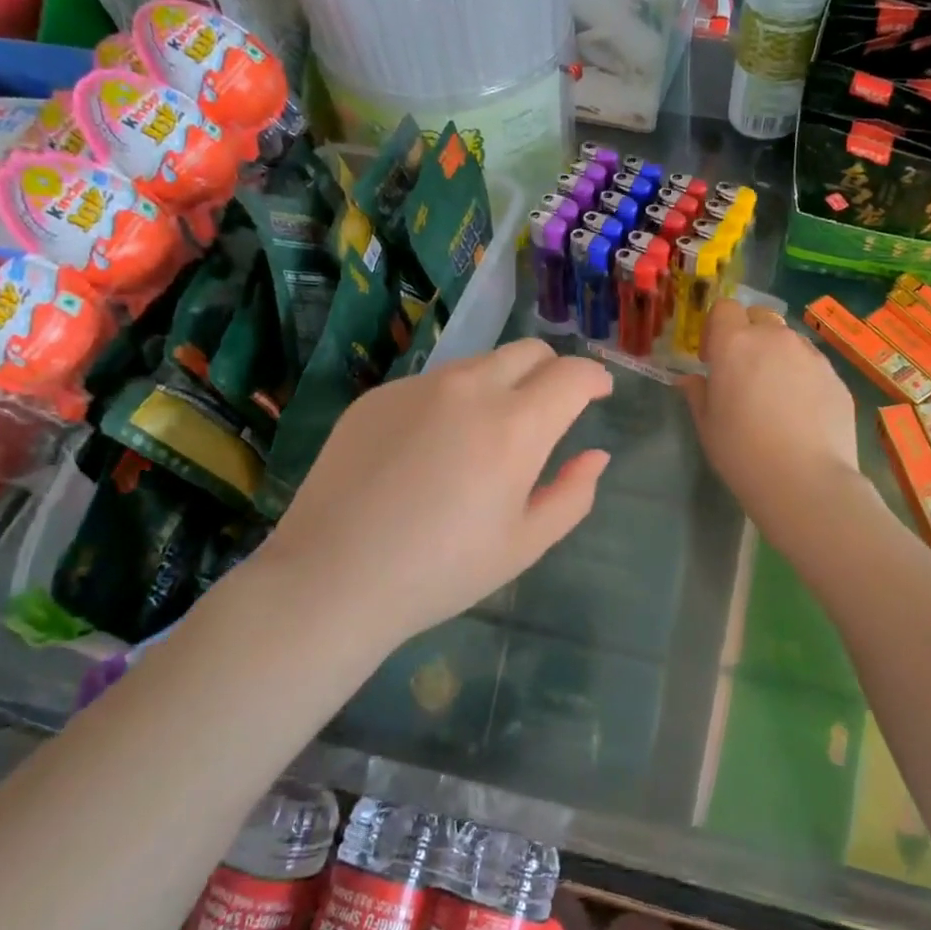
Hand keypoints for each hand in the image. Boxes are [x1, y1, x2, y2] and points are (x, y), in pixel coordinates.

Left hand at [249, 340, 612, 649]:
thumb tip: (596, 455)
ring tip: (486, 437)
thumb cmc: (440, 572)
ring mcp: (418, 387)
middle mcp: (469, 389)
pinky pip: (433, 384)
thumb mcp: (524, 544)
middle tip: (550, 409)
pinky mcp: (378, 396)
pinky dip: (452, 402)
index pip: (571, 375)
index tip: (599, 393)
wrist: (332, 578)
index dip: (594, 378)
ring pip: (479, 364)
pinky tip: (429, 451)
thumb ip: (572, 494)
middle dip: (552, 371)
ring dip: (502, 385)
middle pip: (528, 351)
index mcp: (514, 427)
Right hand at [681, 300, 862, 524]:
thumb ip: (698, 394)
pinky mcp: (837, 377)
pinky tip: (802, 414)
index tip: (712, 359)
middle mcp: (775, 339)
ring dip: (778, 355)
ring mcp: (811, 356)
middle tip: (744, 373)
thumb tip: (690, 380)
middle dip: (749, 335)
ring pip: (789, 341)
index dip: (716, 329)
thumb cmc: (742, 452)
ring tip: (776, 396)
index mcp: (735, 344)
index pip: (724, 308)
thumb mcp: (707, 426)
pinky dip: (803, 378)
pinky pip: (813, 365)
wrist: (806, 481)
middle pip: (760, 318)